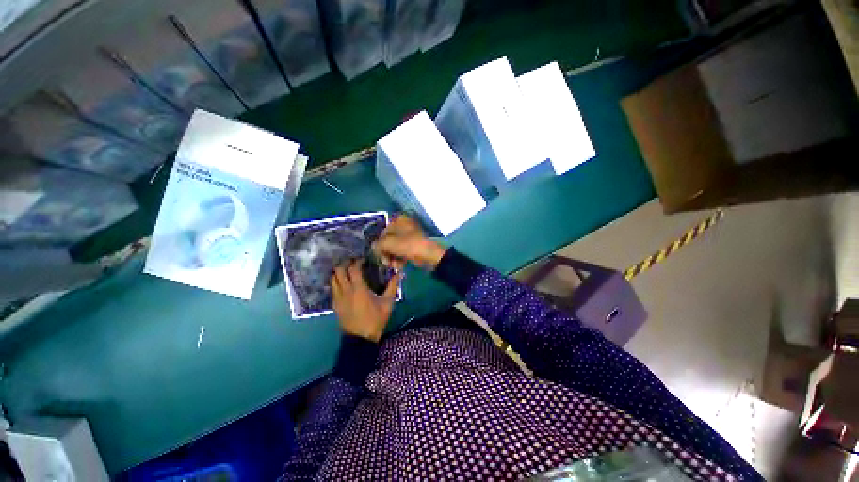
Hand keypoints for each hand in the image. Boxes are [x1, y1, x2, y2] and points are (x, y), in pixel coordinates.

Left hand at [331, 259, 400, 341]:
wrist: (361, 339)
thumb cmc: (376, 320)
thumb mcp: (387, 303)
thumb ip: (393, 286)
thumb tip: (399, 273)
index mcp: (359, 289)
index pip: (353, 268)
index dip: (357, 261)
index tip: (363, 260)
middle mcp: (345, 291)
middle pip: (338, 270)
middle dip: (345, 263)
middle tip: (353, 263)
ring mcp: (338, 298)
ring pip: (333, 278)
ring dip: (339, 272)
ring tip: (348, 271)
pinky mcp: (335, 305)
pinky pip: (332, 288)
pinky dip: (336, 281)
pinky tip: (344, 283)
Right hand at [373, 215, 446, 270]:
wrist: (428, 255)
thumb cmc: (407, 245)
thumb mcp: (388, 243)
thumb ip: (377, 245)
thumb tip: (374, 247)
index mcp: (399, 220)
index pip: (383, 231)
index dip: (379, 244)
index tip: (378, 254)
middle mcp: (404, 226)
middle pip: (389, 240)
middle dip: (386, 253)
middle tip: (386, 262)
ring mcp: (410, 236)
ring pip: (395, 248)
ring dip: (392, 257)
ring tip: (394, 265)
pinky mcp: (414, 246)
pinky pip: (403, 252)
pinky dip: (400, 259)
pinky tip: (400, 265)